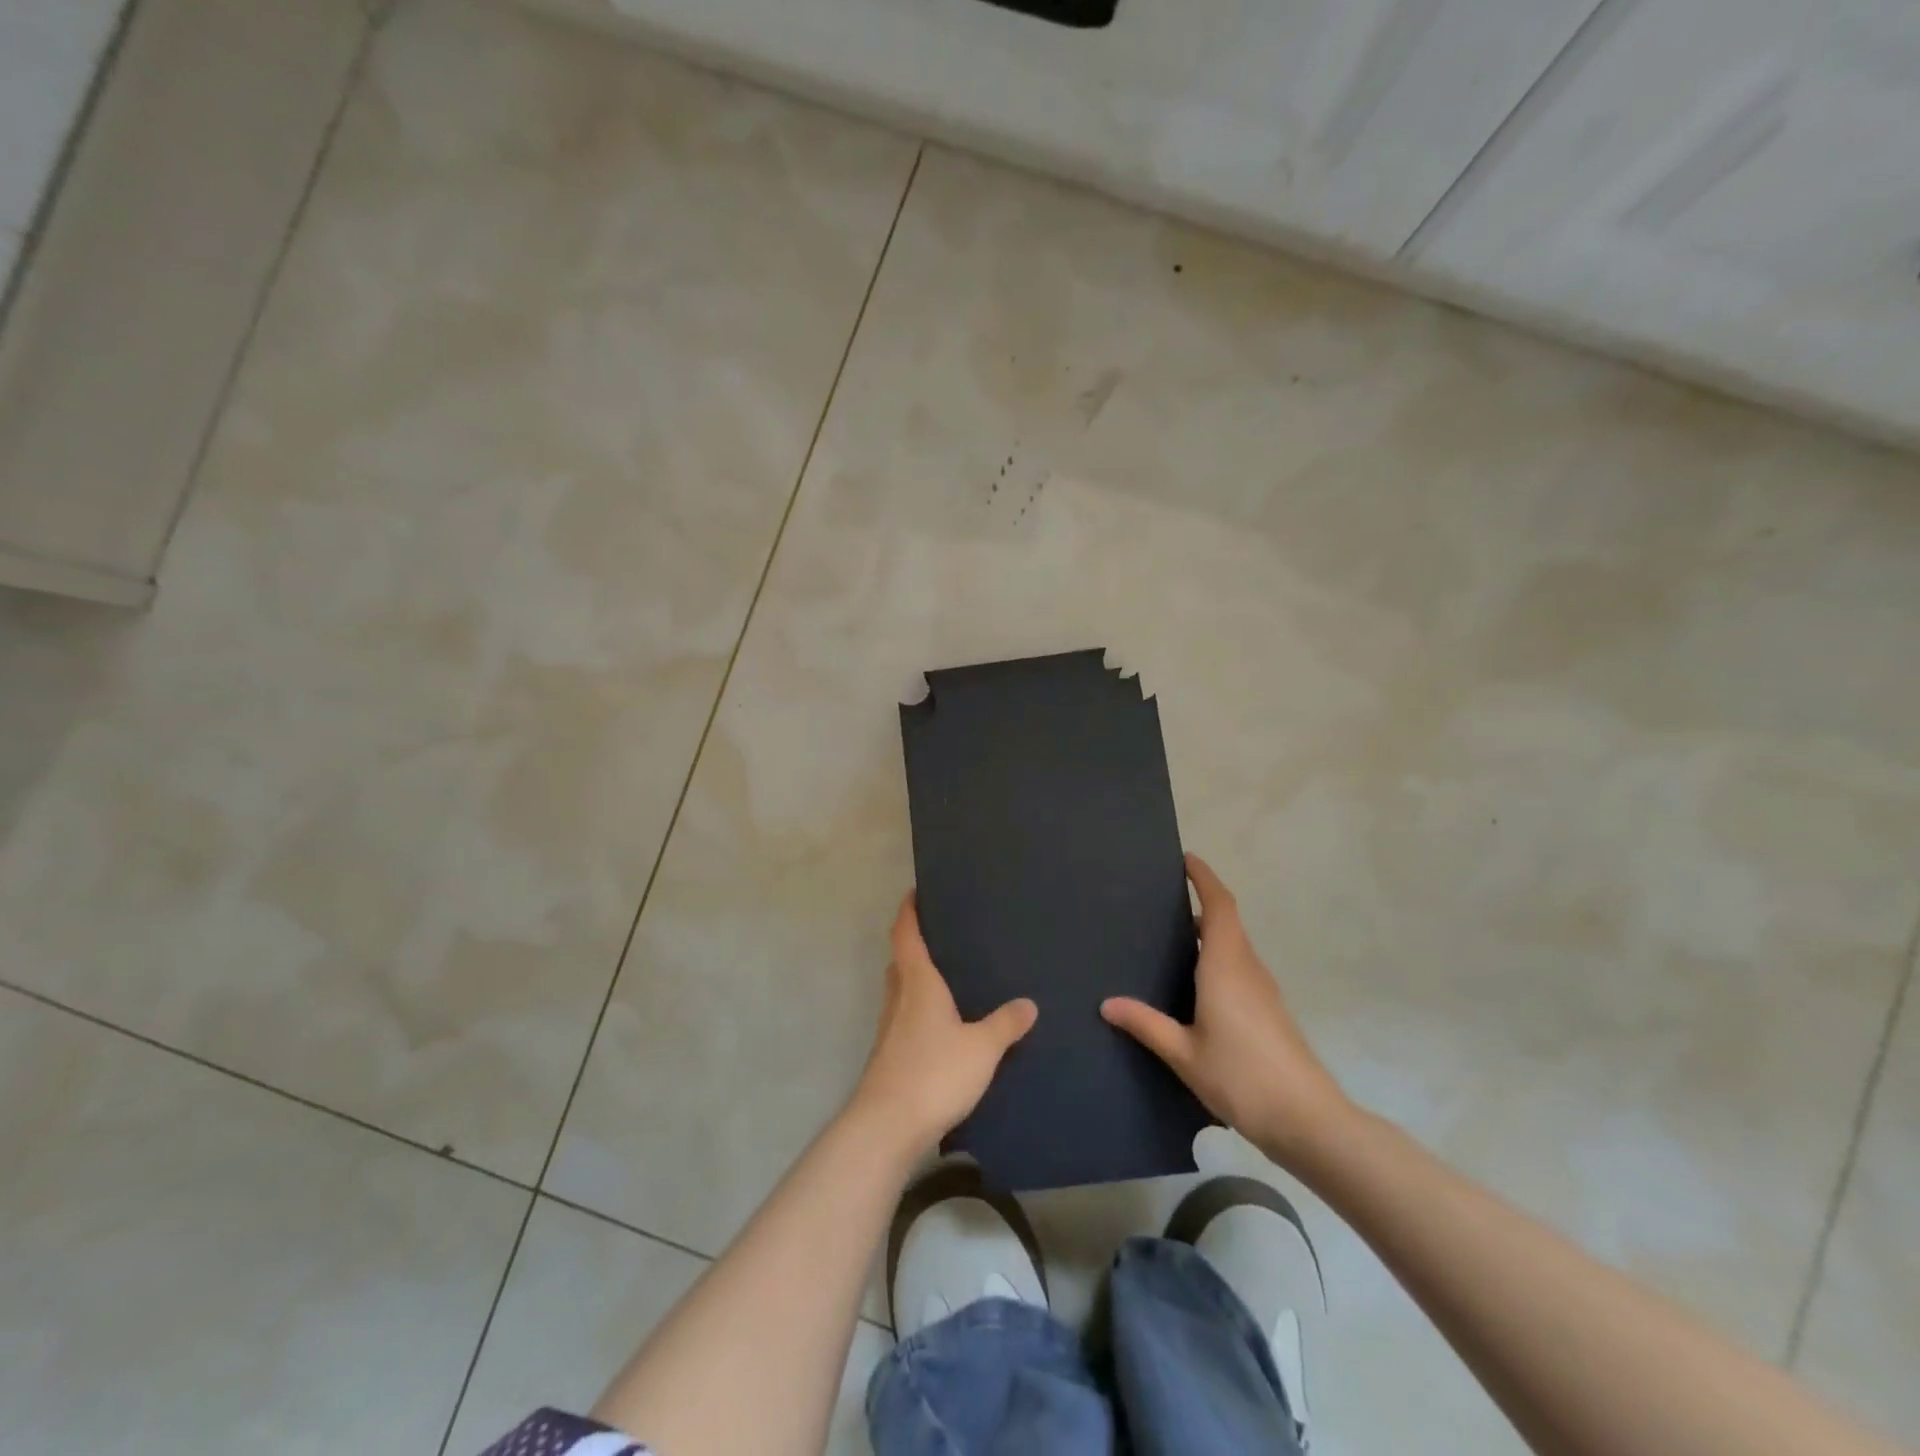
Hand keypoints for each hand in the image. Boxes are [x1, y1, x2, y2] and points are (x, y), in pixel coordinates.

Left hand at [852, 892, 1037, 1154]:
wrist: (888, 1126)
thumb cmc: (934, 1072)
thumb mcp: (982, 1047)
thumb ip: (1006, 1023)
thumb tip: (1028, 1003)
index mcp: (917, 982)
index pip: (906, 934)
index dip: (909, 910)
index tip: (916, 892)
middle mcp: (899, 997)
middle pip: (901, 960)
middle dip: (915, 944)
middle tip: (944, 935)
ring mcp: (890, 1028)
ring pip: (902, 990)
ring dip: (917, 978)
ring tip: (949, 977)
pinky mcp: (890, 1055)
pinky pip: (906, 1017)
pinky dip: (920, 1009)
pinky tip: (943, 1025)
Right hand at [1102, 853, 1351, 1166]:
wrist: (1308, 1120)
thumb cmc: (1242, 1078)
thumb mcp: (1184, 1054)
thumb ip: (1146, 1024)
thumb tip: (1107, 1003)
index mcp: (1225, 966)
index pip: (1220, 905)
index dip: (1205, 878)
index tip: (1186, 859)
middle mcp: (1247, 968)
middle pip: (1227, 921)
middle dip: (1201, 902)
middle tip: (1161, 901)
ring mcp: (1263, 989)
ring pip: (1234, 945)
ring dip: (1209, 931)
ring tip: (1170, 936)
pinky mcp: (1269, 1009)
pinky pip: (1239, 966)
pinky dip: (1216, 956)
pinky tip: (1194, 983)